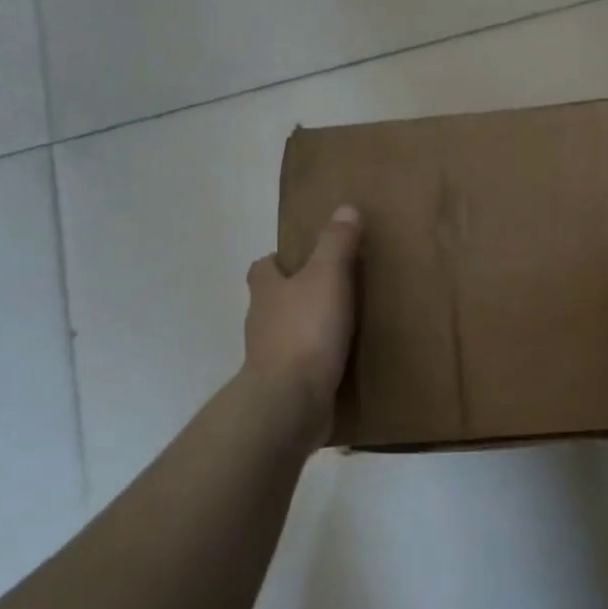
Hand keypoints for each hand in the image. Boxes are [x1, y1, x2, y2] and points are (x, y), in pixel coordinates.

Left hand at [241, 206, 362, 441]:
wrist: (290, 401)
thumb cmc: (306, 330)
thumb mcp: (327, 277)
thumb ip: (336, 243)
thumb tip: (345, 207)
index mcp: (267, 291)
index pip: (263, 267)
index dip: (280, 260)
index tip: (304, 259)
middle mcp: (261, 321)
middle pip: (273, 300)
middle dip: (296, 294)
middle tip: (333, 290)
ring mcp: (269, 357)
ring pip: (286, 334)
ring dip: (307, 329)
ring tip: (343, 326)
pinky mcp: (284, 386)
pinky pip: (300, 366)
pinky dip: (315, 361)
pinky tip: (340, 361)